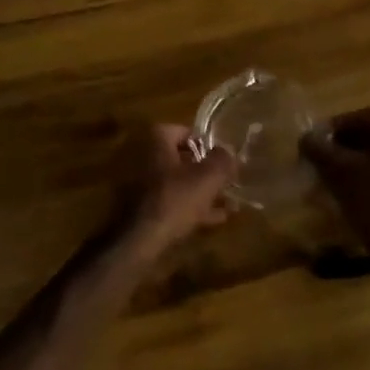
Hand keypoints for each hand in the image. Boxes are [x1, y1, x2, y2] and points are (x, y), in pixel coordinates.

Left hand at [114, 124, 236, 254]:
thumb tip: (228, 150)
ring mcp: (143, 188)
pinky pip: (173, 204)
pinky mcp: (145, 212)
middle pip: (178, 159)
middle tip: (225, 177)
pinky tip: (215, 219)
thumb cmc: (175, 199)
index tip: (216, 151)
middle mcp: (145, 161)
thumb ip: (221, 160)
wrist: (141, 240)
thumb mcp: (208, 177)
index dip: (198, 138)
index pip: (177, 130)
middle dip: (203, 168)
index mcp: (156, 145)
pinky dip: (193, 209)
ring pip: (178, 184)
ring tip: (228, 201)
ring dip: (201, 191)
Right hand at [301, 107, 369, 258]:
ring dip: (357, 160)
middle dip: (344, 147)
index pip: (360, 118)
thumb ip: (318, 148)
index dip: (331, 132)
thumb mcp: (340, 171)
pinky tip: (354, 188)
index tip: (310, 146)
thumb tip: (305, 138)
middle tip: (319, 162)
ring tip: (332, 177)